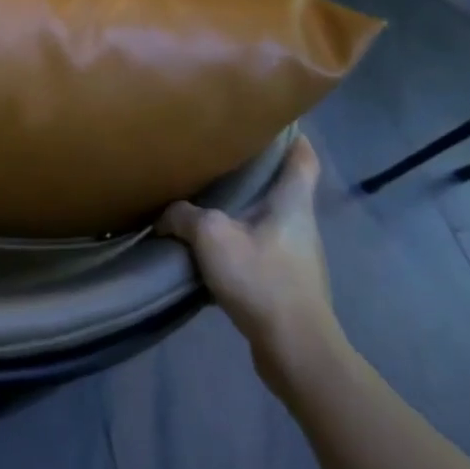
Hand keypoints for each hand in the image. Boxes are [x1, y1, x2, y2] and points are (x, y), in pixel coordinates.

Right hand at [157, 137, 343, 386]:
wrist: (295, 350)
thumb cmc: (262, 279)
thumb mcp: (211, 236)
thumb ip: (184, 215)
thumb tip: (166, 213)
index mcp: (292, 201)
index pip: (303, 156)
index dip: (292, 134)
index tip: (269, 119)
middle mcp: (300, 223)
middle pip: (282, 185)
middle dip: (256, 169)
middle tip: (219, 153)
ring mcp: (296, 255)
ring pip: (267, 217)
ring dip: (243, 207)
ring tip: (207, 196)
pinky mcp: (286, 282)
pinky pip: (259, 247)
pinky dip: (238, 239)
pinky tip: (209, 244)